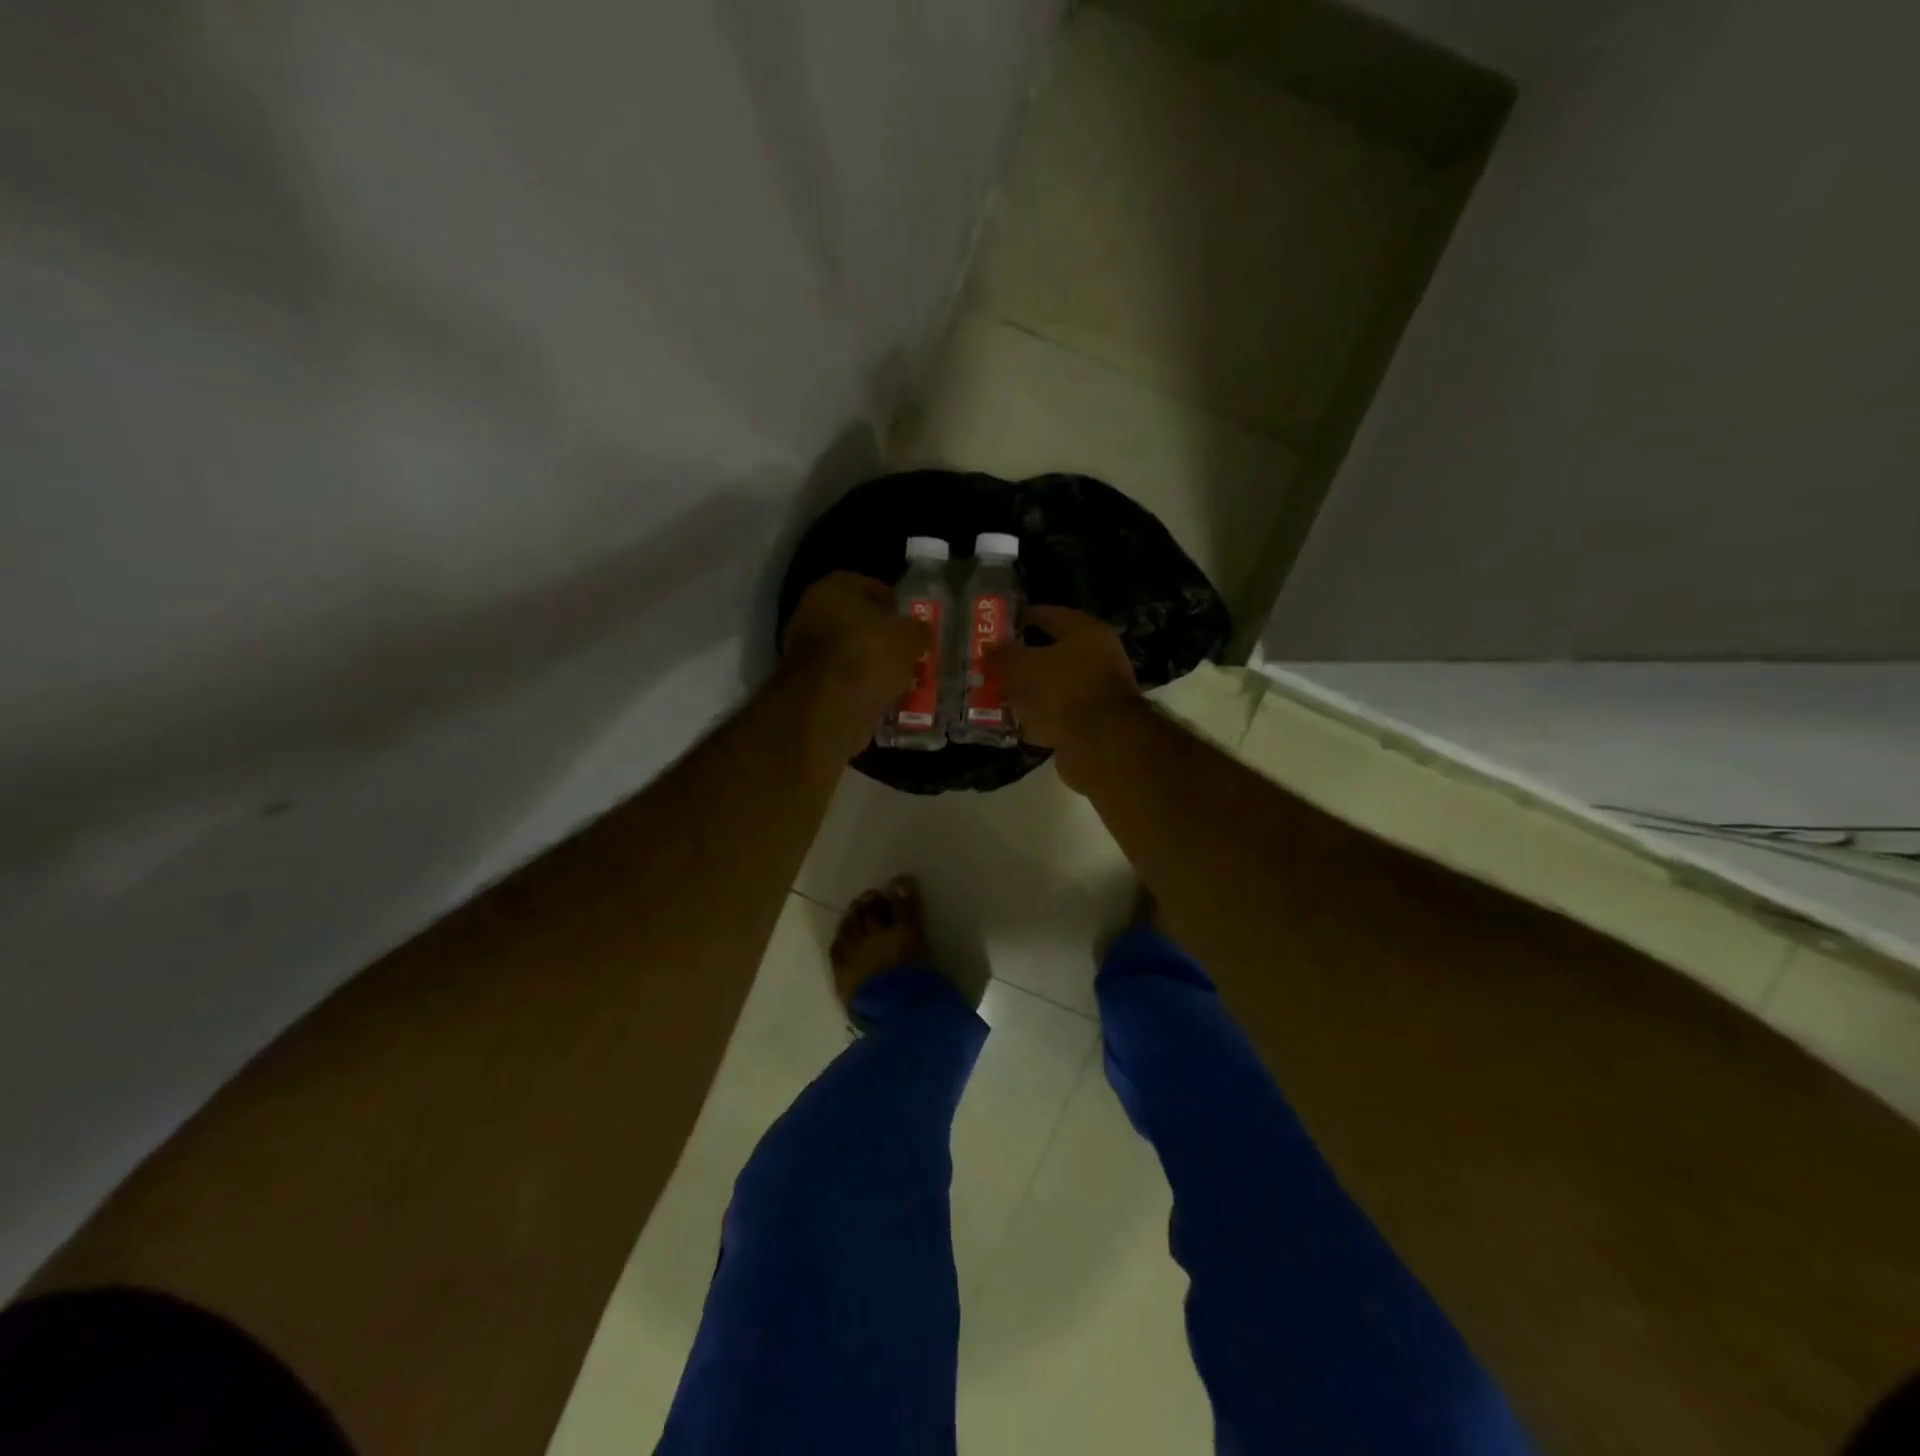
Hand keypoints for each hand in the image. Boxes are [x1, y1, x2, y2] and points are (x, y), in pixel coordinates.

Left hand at [781, 572, 928, 759]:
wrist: (828, 708)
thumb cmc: (869, 656)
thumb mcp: (910, 637)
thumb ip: (919, 628)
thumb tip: (919, 631)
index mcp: (834, 588)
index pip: (874, 587)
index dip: (898, 605)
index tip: (916, 625)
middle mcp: (812, 612)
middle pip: (859, 622)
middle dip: (885, 637)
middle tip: (911, 653)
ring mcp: (805, 650)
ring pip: (852, 652)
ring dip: (874, 664)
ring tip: (902, 678)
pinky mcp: (806, 683)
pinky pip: (843, 679)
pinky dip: (861, 686)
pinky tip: (884, 697)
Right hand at [996, 606, 1140, 754]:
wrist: (1100, 745)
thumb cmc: (1061, 691)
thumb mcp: (1021, 667)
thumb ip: (1002, 655)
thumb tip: (990, 647)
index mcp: (1085, 632)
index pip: (1048, 615)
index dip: (1020, 619)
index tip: (995, 627)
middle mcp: (1097, 658)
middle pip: (1051, 654)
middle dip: (1020, 661)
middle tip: (991, 665)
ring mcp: (1096, 693)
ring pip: (1053, 687)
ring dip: (1027, 693)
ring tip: (996, 696)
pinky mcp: (1092, 725)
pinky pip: (1057, 715)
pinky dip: (1037, 718)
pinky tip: (1014, 724)